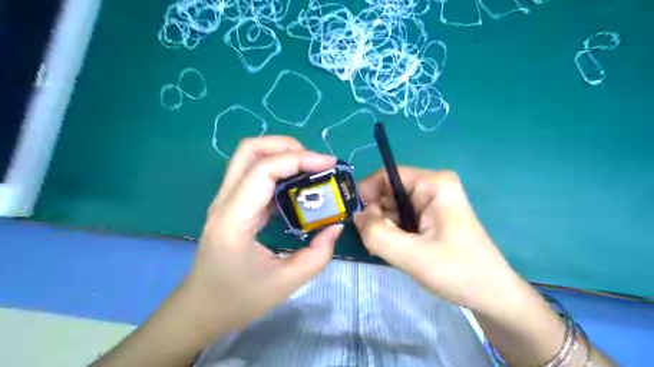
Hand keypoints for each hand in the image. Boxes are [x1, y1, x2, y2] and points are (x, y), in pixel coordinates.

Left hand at [187, 137, 343, 333]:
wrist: (199, 311)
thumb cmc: (237, 300)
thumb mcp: (285, 283)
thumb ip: (317, 255)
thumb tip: (336, 225)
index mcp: (234, 219)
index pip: (263, 169)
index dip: (299, 159)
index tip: (329, 164)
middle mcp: (225, 202)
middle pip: (250, 150)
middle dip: (286, 146)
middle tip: (316, 162)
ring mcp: (226, 201)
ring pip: (250, 157)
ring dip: (282, 155)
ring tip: (310, 169)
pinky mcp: (233, 205)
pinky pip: (255, 175)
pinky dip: (279, 171)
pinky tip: (297, 187)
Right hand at [353, 167, 521, 311]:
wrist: (491, 295)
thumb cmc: (458, 272)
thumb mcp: (412, 255)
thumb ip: (378, 234)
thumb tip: (357, 216)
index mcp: (433, 184)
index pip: (386, 175)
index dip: (365, 193)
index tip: (353, 219)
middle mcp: (432, 185)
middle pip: (388, 190)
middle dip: (374, 214)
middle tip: (371, 240)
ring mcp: (432, 200)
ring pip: (391, 205)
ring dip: (382, 225)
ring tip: (385, 248)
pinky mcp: (430, 215)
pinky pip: (400, 216)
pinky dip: (391, 231)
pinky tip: (395, 248)